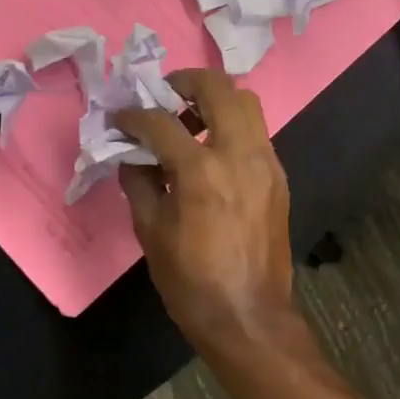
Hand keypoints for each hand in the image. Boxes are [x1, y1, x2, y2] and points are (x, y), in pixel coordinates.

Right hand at [114, 70, 301, 356]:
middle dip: (186, 82)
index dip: (134, 115)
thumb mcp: (150, 232)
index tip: (121, 118)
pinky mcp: (279, 177)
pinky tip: (212, 153)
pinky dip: (232, 128)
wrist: (248, 316)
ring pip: (247, 103)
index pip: (161, 122)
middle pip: (219, 87)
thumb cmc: (191, 281)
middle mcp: (240, 154)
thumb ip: (139, 181)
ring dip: (215, 101)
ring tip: (190, 122)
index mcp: (201, 171)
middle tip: (164, 96)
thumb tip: (132, 154)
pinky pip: (256, 133)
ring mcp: (266, 163)